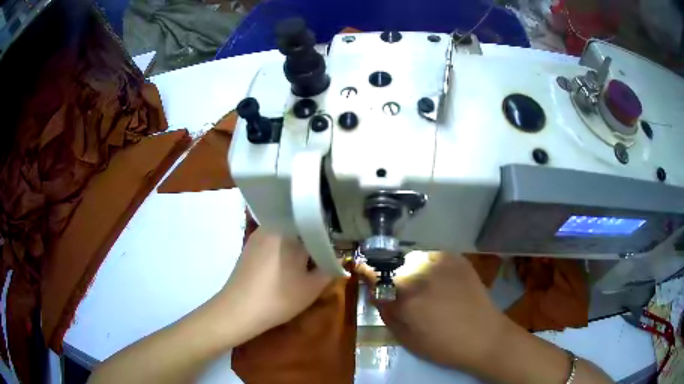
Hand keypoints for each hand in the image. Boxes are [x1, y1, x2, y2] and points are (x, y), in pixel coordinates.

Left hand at [215, 228, 332, 338]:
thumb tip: (337, 258)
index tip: (338, 248)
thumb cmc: (279, 298)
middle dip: (313, 241)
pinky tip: (286, 266)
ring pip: (286, 234)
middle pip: (300, 226)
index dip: (330, 236)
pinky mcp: (250, 246)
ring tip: (307, 262)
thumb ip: (330, 269)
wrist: (238, 310)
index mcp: (290, 230)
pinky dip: (283, 249)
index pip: (317, 224)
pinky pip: (273, 240)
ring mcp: (258, 235)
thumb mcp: (312, 287)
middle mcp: (272, 225)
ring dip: (298, 245)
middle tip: (323, 257)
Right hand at [358, 253, 506, 372]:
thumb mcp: (406, 338)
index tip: (361, 271)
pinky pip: (433, 257)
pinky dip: (430, 266)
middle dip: (392, 277)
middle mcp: (422, 272)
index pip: (376, 273)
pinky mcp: (458, 259)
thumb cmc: (443, 345)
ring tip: (423, 287)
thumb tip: (376, 294)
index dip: (365, 271)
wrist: (484, 336)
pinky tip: (440, 282)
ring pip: (414, 259)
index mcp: (406, 294)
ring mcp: (442, 262)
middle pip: (395, 265)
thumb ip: (387, 312)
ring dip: (411, 270)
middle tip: (401, 292)